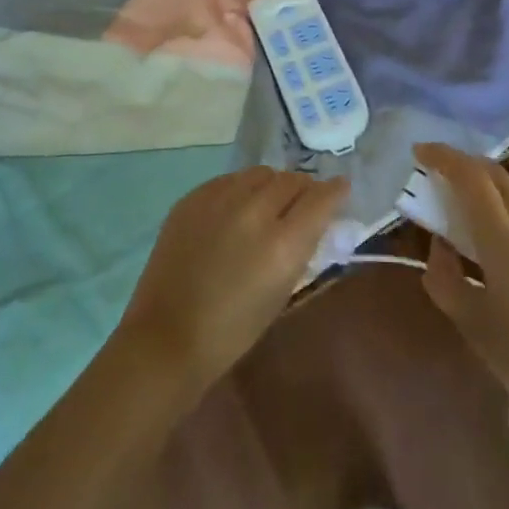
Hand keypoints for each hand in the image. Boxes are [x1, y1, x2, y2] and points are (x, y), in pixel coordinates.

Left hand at [114, 167, 348, 400]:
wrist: (168, 335)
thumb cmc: (233, 329)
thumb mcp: (282, 290)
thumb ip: (301, 247)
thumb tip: (314, 219)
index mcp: (282, 243)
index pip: (321, 198)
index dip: (335, 191)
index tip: (340, 189)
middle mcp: (254, 211)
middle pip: (291, 179)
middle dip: (303, 188)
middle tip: (302, 202)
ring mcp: (219, 199)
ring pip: (260, 173)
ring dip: (271, 185)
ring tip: (267, 204)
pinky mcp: (193, 197)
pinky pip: (229, 180)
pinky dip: (240, 189)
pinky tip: (235, 209)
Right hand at [414, 143, 508, 435]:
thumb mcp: (468, 321)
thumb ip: (443, 273)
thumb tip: (440, 243)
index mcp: (505, 239)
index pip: (470, 176)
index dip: (443, 156)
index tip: (420, 152)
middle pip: (497, 174)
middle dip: (465, 166)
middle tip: (441, 177)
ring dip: (494, 185)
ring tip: (476, 204)